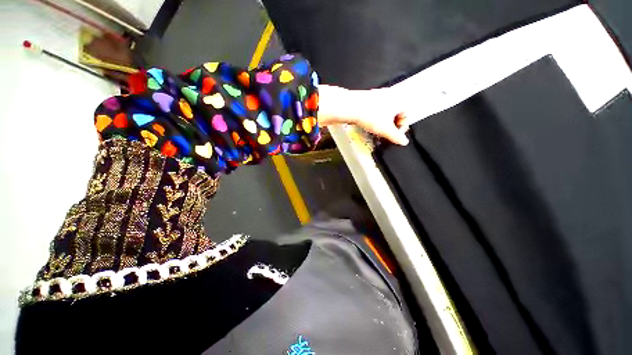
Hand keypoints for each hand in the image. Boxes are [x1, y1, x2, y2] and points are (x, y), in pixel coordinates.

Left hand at [318, 85, 409, 144]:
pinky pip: (375, 109)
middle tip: (386, 134)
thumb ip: (396, 137)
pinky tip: (369, 123)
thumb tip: (403, 141)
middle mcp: (390, 95)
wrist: (351, 107)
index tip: (396, 136)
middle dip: (391, 125)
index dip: (401, 128)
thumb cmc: (369, 114)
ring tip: (377, 130)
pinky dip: (374, 117)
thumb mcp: (385, 130)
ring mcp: (378, 95)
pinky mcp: (368, 98)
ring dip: (383, 122)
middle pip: (395, 114)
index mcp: (398, 101)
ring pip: (385, 111)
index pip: (405, 116)